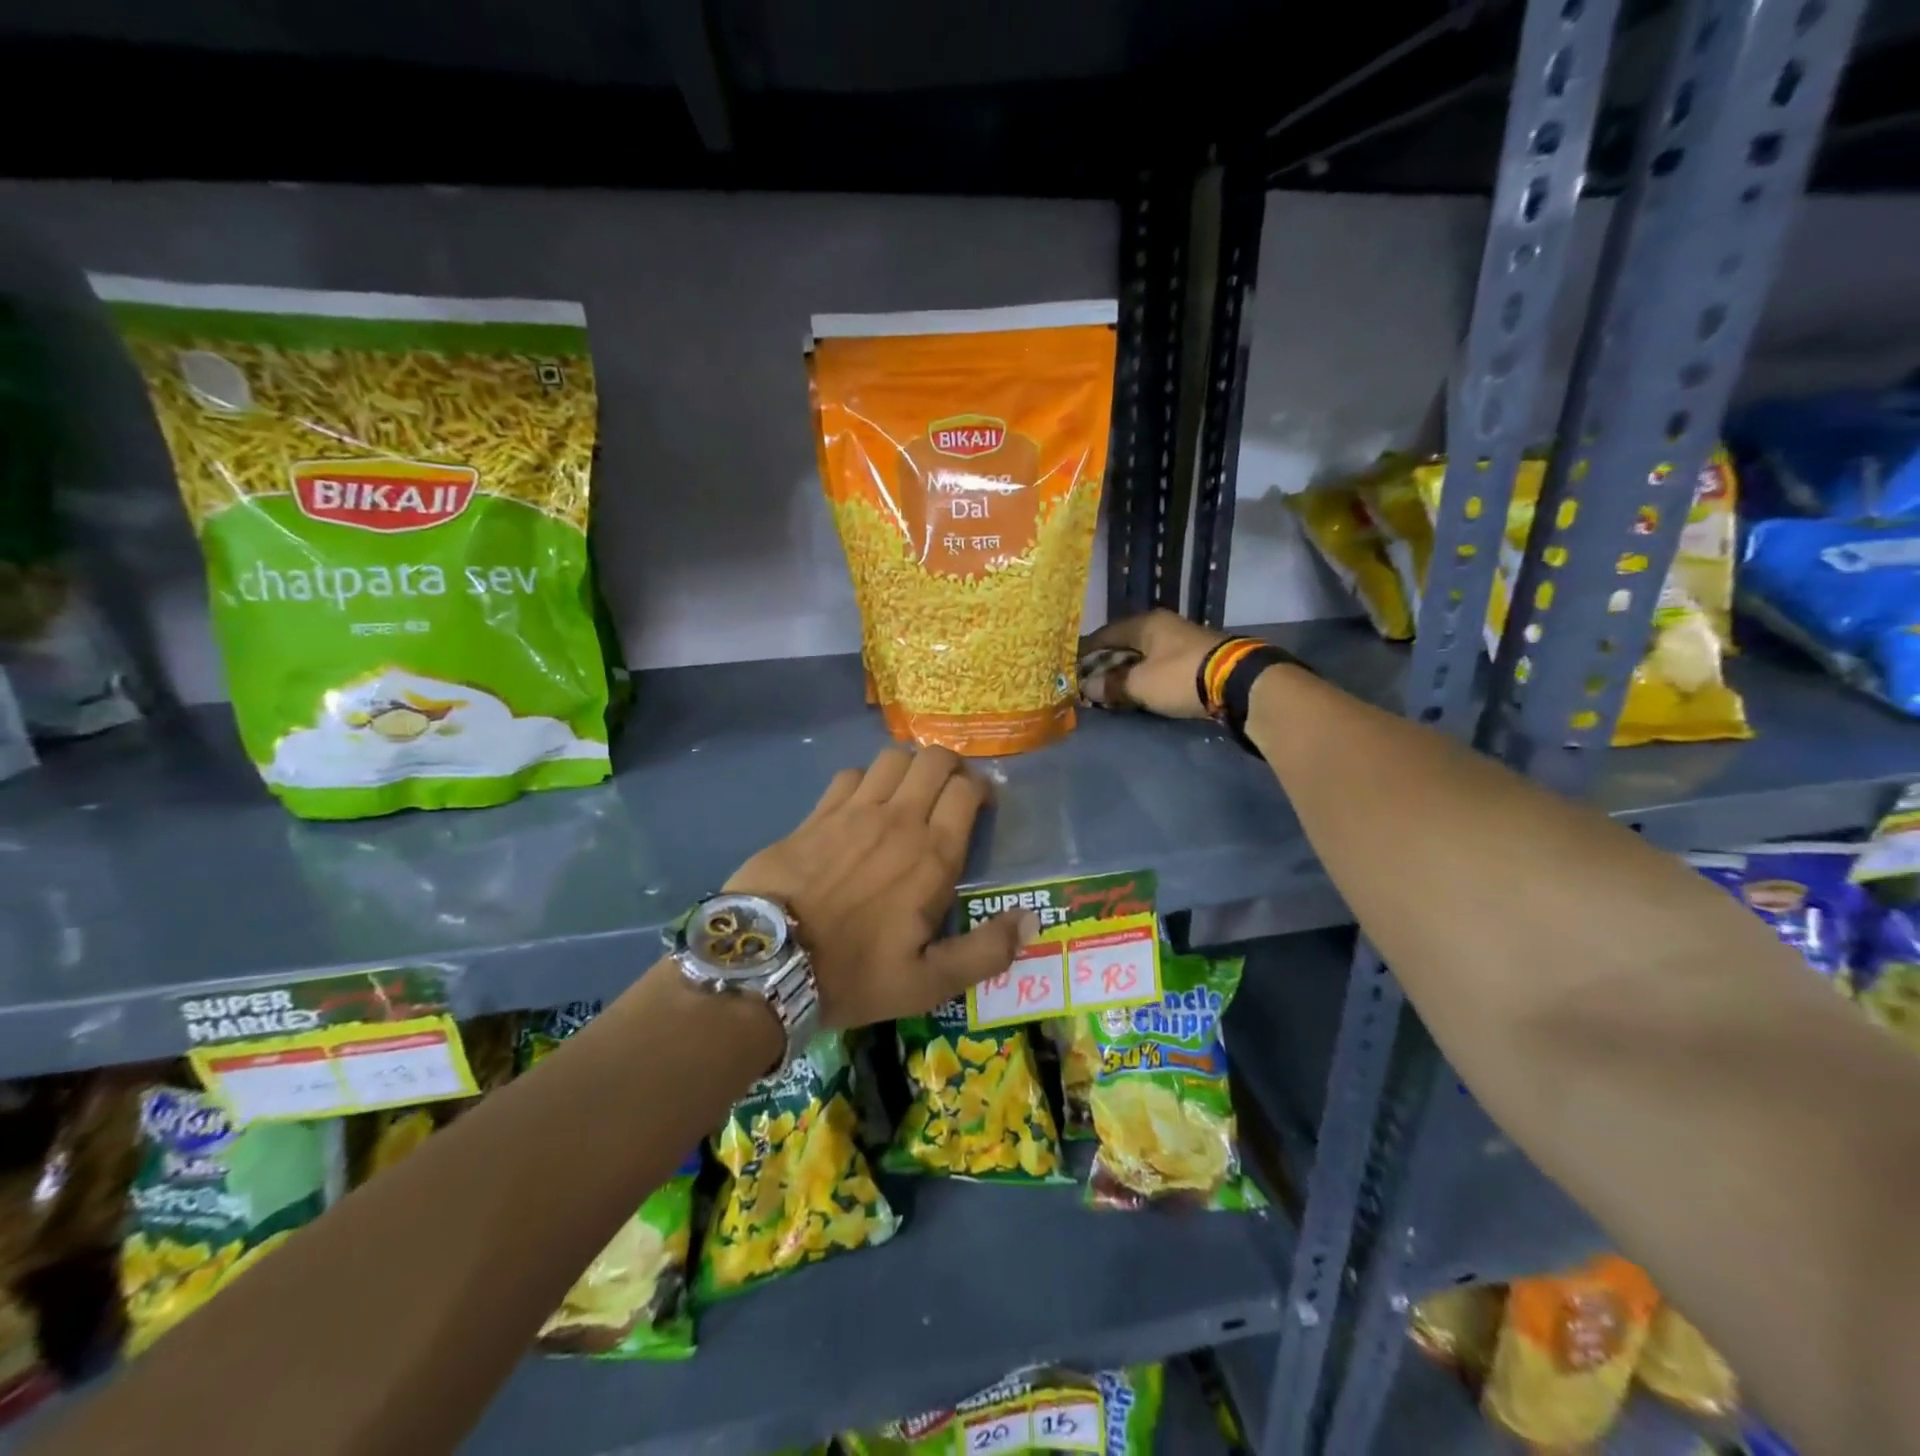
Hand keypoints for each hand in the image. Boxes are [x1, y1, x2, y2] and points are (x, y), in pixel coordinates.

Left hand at [724, 746, 1035, 1028]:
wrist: (767, 963)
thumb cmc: (853, 974)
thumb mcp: (928, 983)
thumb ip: (985, 952)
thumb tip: (1030, 920)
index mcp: (931, 856)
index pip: (967, 792)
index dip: (980, 790)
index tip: (981, 806)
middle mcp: (898, 821)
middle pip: (933, 760)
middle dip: (951, 766)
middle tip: (950, 792)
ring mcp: (853, 811)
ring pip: (893, 758)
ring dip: (910, 768)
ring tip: (909, 792)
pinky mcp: (817, 814)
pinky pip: (851, 775)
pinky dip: (867, 780)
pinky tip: (864, 804)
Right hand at [1081, 610, 1229, 719]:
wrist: (1239, 682)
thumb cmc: (1181, 676)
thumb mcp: (1140, 684)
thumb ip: (1111, 685)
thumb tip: (1088, 687)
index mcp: (1145, 624)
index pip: (1104, 635)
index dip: (1085, 652)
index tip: (1070, 668)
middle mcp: (1162, 626)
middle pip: (1124, 645)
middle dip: (1105, 664)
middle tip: (1088, 684)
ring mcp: (1181, 641)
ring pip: (1142, 657)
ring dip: (1126, 673)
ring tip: (1110, 691)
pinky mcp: (1195, 659)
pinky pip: (1159, 667)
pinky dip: (1145, 678)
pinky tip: (1138, 692)